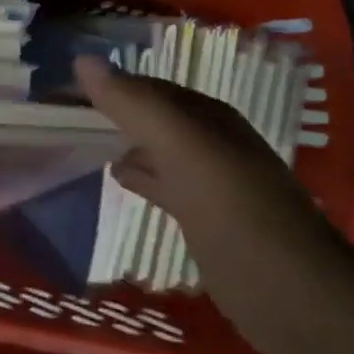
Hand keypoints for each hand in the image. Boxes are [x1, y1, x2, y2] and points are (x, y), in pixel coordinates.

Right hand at [76, 55, 353, 353]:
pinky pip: (162, 182)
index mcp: (209, 117)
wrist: (291, 293)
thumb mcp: (183, 148)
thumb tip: (82, 60)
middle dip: (113, 110)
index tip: (62, 87)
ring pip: (156, 148)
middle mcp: (210, 142)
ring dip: (124, 140)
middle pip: (152, 116)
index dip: (108, 83)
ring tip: (81, 138)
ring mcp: (209, 181)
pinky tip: (117, 177)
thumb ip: (135, 105)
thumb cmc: (235, 211)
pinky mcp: (204, 217)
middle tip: (62, 111)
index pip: (149, 86)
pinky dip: (138, 174)